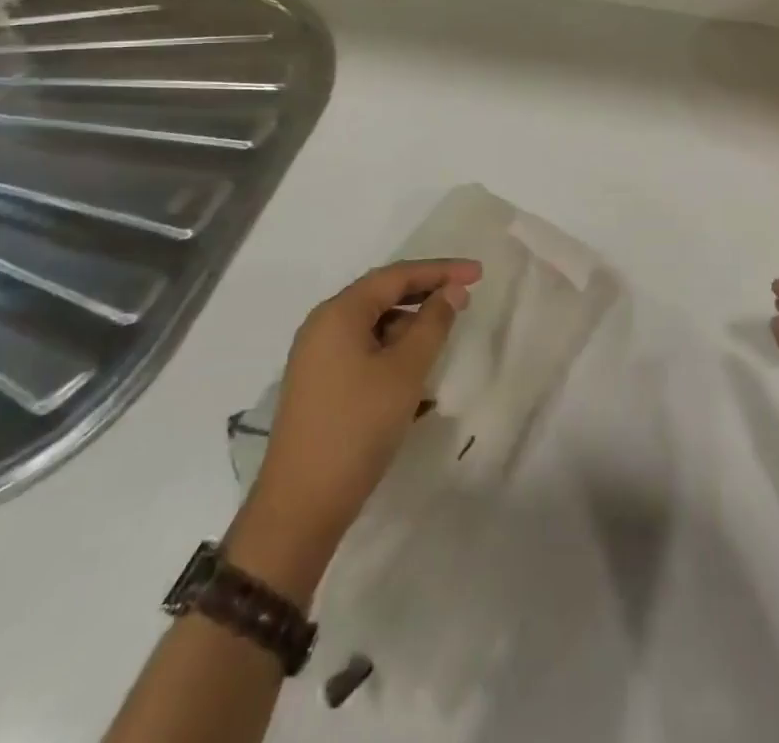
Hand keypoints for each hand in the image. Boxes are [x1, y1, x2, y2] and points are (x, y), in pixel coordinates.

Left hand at [227, 258, 480, 600]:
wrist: (300, 508)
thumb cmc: (357, 428)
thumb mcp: (405, 372)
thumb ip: (432, 325)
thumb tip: (451, 291)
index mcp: (339, 313)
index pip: (396, 275)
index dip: (440, 270)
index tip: (478, 273)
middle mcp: (323, 325)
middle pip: (382, 295)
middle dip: (425, 294)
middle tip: (464, 297)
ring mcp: (317, 357)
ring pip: (373, 325)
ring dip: (409, 326)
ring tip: (443, 338)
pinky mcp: (320, 384)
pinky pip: (363, 350)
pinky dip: (392, 351)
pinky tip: (415, 373)